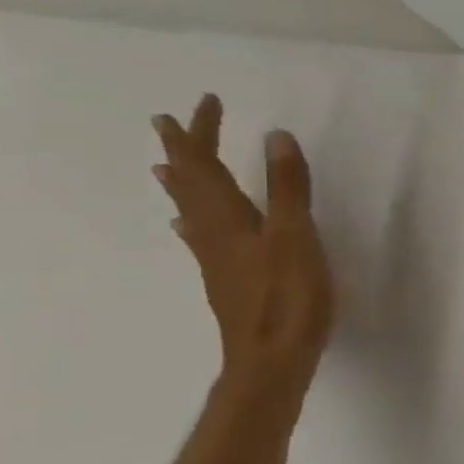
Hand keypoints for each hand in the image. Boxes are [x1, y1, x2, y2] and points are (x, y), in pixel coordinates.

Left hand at [152, 95, 334, 397]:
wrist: (272, 361)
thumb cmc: (289, 298)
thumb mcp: (297, 236)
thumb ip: (288, 188)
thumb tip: (275, 136)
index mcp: (232, 220)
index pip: (208, 167)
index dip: (204, 134)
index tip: (204, 102)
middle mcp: (216, 235)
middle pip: (191, 187)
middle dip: (183, 153)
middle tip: (167, 124)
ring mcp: (219, 261)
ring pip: (192, 214)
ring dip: (181, 186)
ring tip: (167, 168)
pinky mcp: (229, 282)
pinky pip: (201, 240)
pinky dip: (192, 224)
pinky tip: (189, 229)